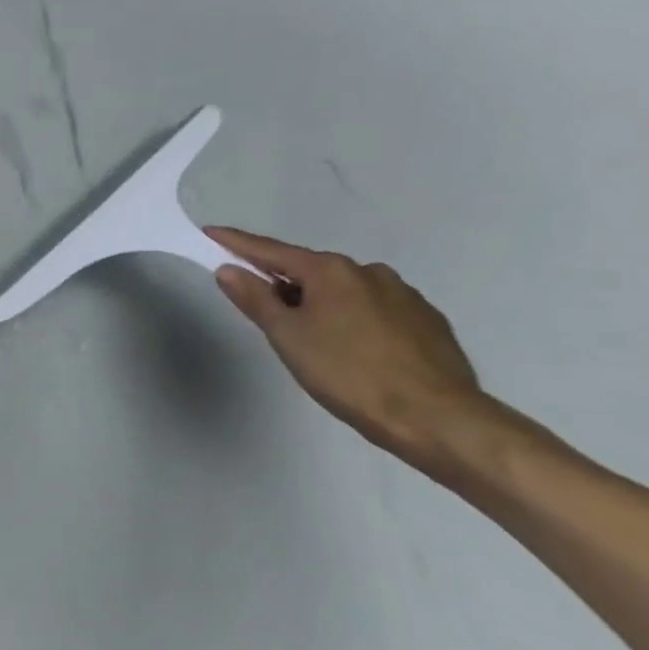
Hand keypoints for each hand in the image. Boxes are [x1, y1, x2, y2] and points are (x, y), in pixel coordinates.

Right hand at [204, 227, 486, 468]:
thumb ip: (256, 299)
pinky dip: (353, 319)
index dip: (238, 243)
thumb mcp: (288, 337)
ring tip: (312, 338)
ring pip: (345, 292)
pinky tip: (353, 349)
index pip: (271, 251)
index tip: (212, 232)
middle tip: (264, 310)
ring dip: (321, 303)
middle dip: (283, 283)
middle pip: (310, 271)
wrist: (436, 418)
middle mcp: (369, 272)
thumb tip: (228, 269)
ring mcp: (404, 295)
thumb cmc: (348, 373)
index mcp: (331, 271)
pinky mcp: (427, 321)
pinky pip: (375, 310)